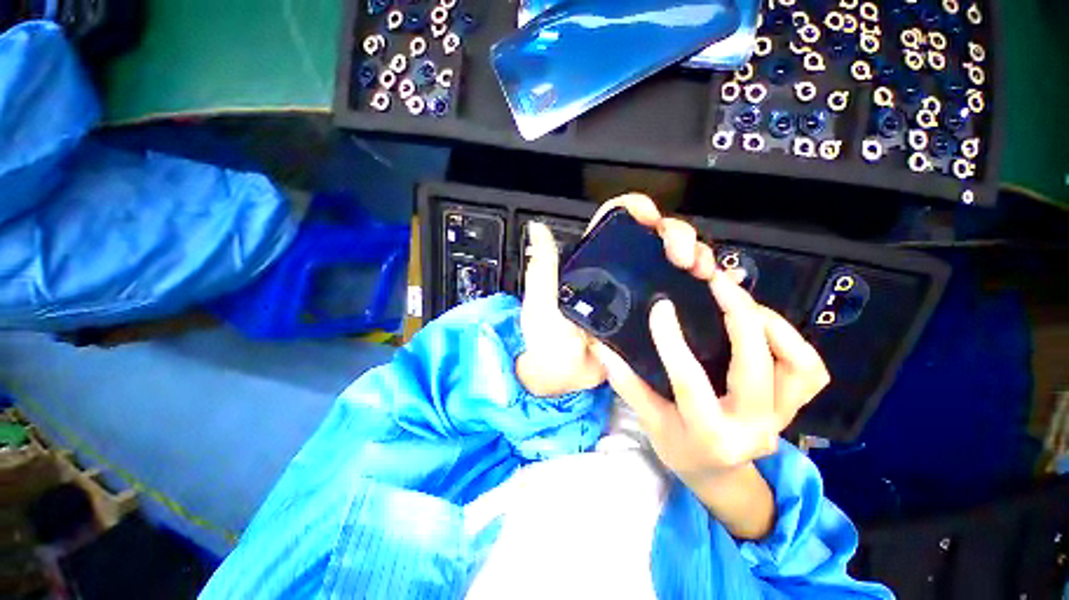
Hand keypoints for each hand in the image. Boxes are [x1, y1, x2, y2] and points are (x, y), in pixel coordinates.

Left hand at [516, 193, 714, 396]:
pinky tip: (719, 285)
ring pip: (672, 263)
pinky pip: (681, 297)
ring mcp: (638, 296)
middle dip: (676, 235)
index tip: (652, 218)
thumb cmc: (544, 340)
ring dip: (695, 258)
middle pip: (654, 239)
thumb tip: (537, 227)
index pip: (617, 222)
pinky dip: (703, 287)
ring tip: (702, 270)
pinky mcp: (652, 319)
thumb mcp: (540, 302)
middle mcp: (619, 273)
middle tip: (684, 256)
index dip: (637, 210)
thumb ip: (542, 268)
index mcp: (593, 262)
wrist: (559, 379)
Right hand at [591, 271, 830, 480]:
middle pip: (755, 366)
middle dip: (739, 316)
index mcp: (708, 433)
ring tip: (743, 301)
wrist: (720, 477)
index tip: (661, 306)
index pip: (689, 381)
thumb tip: (602, 347)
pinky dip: (791, 340)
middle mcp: (752, 427)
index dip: (672, 340)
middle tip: (718, 284)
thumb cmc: (679, 449)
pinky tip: (762, 324)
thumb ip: (626, 382)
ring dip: (772, 325)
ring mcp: (781, 418)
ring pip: (798, 365)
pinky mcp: (793, 408)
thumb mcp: (649, 421)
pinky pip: (809, 370)